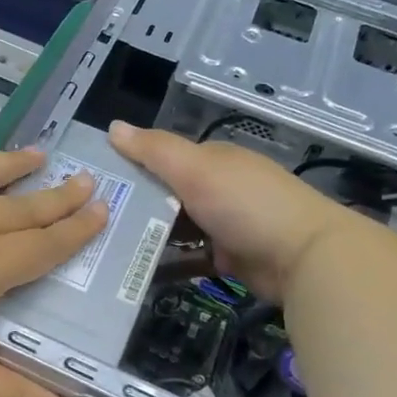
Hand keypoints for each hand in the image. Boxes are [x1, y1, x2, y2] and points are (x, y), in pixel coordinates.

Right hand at [108, 121, 354, 298]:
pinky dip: (166, 262)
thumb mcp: (196, 168)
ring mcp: (223, 224)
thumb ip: (154, 149)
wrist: (306, 258)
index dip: (128, 165)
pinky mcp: (227, 258)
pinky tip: (135, 270)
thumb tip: (113, 126)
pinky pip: (188, 257)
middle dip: (133, 205)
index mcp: (211, 160)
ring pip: (174, 227)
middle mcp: (216, 188)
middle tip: (91, 221)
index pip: (161, 157)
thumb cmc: (246, 203)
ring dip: (146, 235)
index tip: (93, 183)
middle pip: (165, 194)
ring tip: (104, 247)